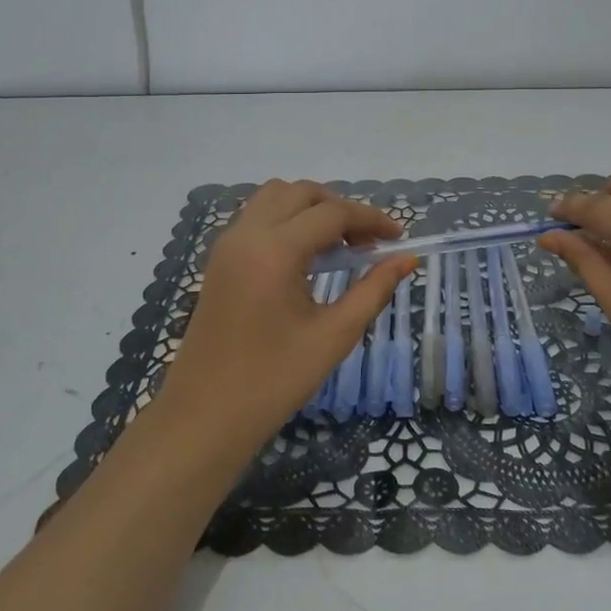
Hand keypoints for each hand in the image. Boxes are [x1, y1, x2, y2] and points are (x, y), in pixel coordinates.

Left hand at [156, 180, 413, 457]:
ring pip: (274, 197)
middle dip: (340, 208)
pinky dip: (286, 219)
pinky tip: (305, 256)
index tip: (398, 237)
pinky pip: (256, 217)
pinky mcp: (219, 258)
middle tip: (368, 242)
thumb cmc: (273, 381)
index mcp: (274, 251)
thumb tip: (407, 260)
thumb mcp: (333, 336)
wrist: (204, 417)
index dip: (370, 219)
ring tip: (338, 246)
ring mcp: (227, 244)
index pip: (331, 213)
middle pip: (301, 193)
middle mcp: (246, 234)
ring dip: (310, 208)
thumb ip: (373, 290)